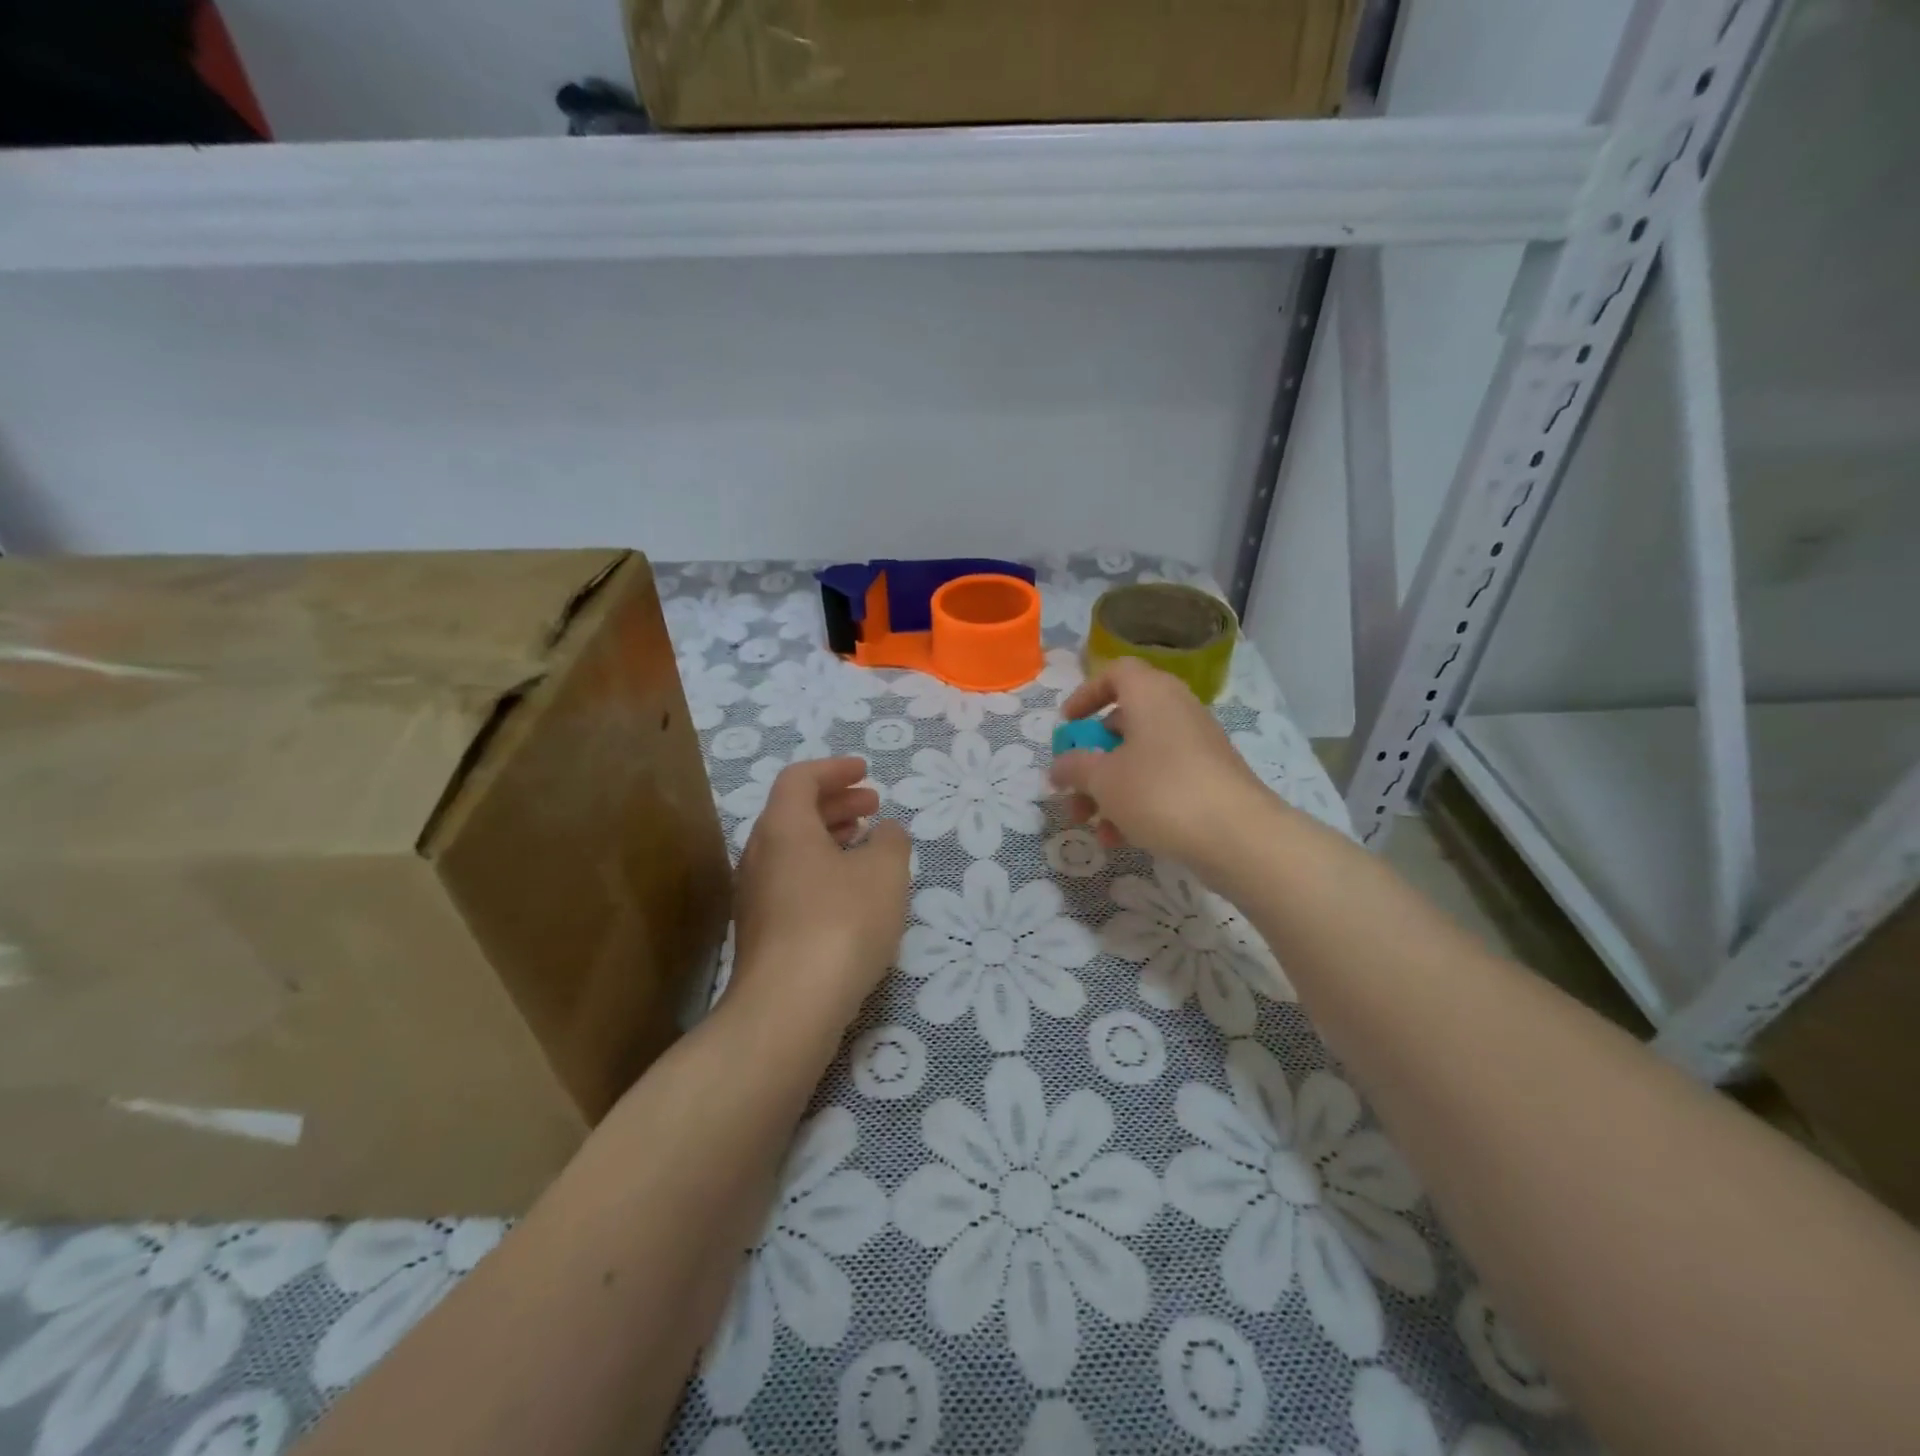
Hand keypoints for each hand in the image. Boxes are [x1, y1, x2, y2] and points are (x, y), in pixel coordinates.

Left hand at [729, 757, 910, 1025]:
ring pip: (792, 850)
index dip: (834, 770)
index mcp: (783, 827)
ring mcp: (754, 896)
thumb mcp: (884, 873)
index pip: (800, 778)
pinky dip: (821, 870)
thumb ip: (891, 841)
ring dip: (830, 837)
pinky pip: (792, 881)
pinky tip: (850, 894)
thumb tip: (886, 832)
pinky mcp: (761, 932)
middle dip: (836, 803)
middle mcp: (759, 854)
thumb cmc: (841, 922)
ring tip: (866, 844)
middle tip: (873, 805)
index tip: (866, 772)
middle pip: (793, 812)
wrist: (789, 1007)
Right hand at [1048, 657, 1270, 869]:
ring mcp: (1197, 746)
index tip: (1067, 725)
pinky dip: (1138, 803)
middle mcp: (1177, 711)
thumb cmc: (1160, 792)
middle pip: (1124, 723)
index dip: (1086, 694)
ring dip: (1109, 789)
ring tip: (1090, 825)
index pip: (1116, 673)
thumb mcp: (1103, 780)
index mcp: (1151, 694)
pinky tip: (1120, 840)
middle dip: (1091, 758)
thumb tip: (1059, 765)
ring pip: (1141, 759)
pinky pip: (1163, 782)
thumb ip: (1074, 767)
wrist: (1238, 836)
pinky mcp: (1210, 779)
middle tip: (1072, 785)